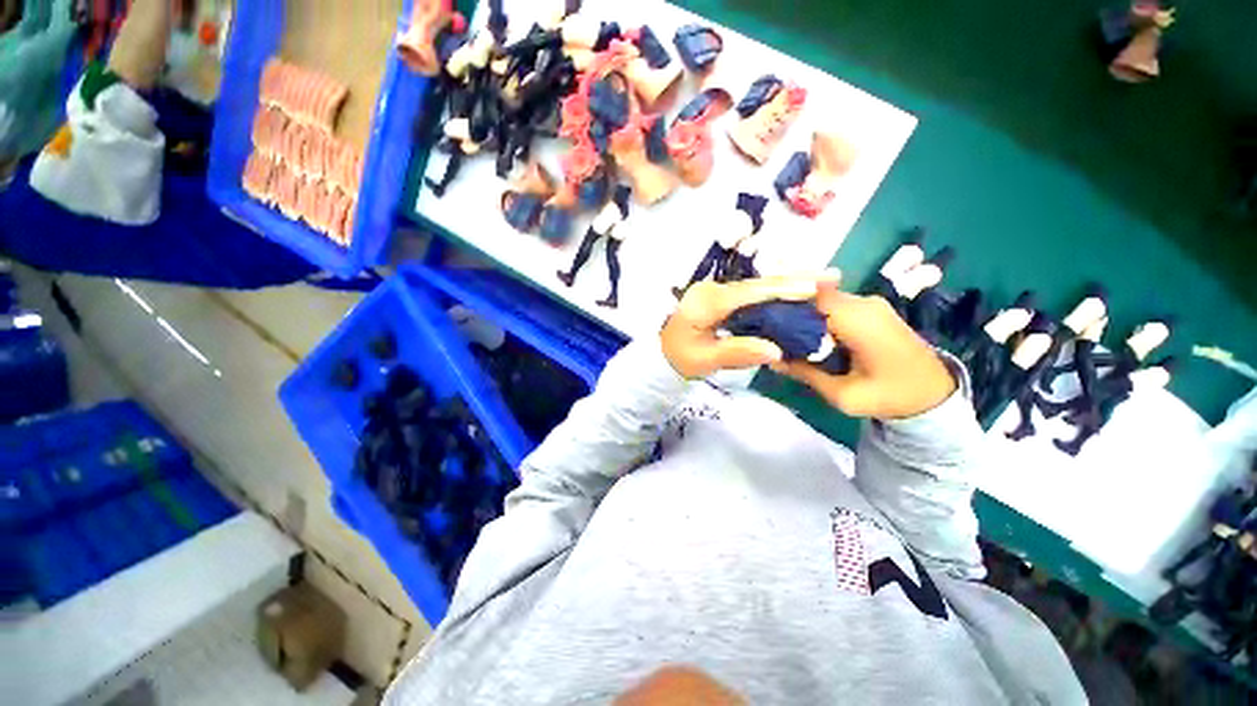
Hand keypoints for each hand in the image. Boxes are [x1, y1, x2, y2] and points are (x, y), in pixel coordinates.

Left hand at [661, 274, 837, 378]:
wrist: (660, 350)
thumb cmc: (679, 357)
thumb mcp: (704, 361)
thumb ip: (736, 352)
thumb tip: (775, 350)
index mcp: (706, 303)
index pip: (748, 293)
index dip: (782, 289)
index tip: (815, 286)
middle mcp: (712, 289)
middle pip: (757, 283)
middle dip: (794, 280)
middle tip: (831, 276)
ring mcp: (715, 290)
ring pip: (756, 285)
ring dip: (788, 283)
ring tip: (823, 281)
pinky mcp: (720, 295)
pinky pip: (751, 292)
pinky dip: (775, 292)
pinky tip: (796, 291)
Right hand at [771, 283, 955, 418]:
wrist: (935, 395)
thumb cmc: (891, 397)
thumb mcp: (843, 395)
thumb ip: (805, 373)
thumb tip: (770, 359)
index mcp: (858, 320)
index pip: (809, 296)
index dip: (783, 305)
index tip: (762, 322)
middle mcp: (864, 303)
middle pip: (814, 296)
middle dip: (789, 312)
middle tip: (767, 332)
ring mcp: (870, 303)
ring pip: (822, 300)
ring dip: (802, 315)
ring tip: (782, 335)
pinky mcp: (872, 309)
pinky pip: (834, 306)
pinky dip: (816, 317)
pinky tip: (806, 335)